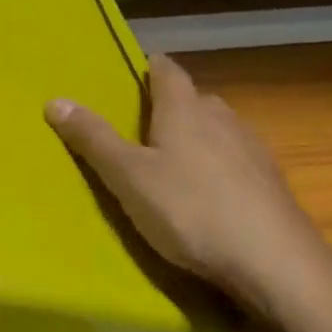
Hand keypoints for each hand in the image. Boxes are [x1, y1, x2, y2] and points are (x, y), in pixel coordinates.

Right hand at [46, 55, 331, 330]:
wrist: (276, 263)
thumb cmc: (191, 210)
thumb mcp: (128, 177)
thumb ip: (93, 139)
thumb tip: (55, 100)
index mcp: (185, 109)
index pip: (167, 70)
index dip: (150, 67)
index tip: (134, 72)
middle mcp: (223, 118)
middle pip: (195, 99)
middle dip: (172, 106)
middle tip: (143, 126)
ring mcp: (253, 150)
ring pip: (219, 130)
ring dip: (198, 136)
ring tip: (174, 161)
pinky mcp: (272, 183)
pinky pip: (237, 161)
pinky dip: (219, 166)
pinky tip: (210, 195)